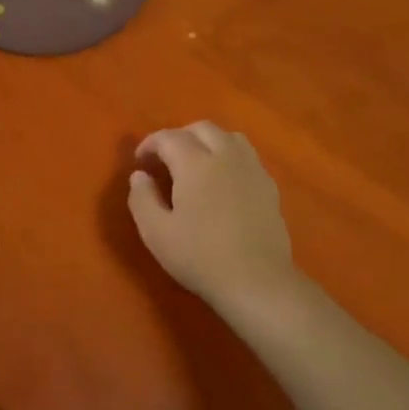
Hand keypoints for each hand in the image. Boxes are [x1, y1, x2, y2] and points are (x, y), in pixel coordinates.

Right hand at [128, 122, 296, 313]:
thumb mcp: (155, 233)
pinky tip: (223, 181)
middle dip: (179, 136)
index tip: (140, 161)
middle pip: (202, 128)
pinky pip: (247, 156)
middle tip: (165, 160)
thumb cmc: (199, 257)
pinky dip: (229, 157)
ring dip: (208, 142)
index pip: (168, 137)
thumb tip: (139, 175)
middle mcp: (226, 156)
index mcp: (195, 164)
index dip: (150, 144)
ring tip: (196, 164)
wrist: (256, 281)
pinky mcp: (269, 186)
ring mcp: (252, 169)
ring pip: (229, 137)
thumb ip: (142, 198)